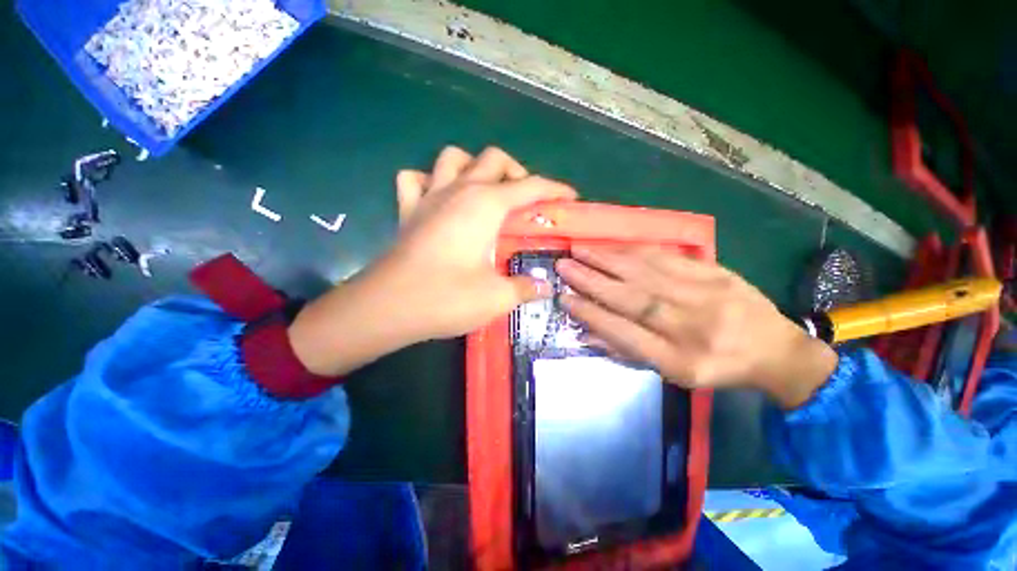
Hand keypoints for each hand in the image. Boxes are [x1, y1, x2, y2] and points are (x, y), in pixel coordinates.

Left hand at [289, 146, 576, 375]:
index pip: (531, 186)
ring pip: (454, 158)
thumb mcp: (497, 298)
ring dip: (475, 168)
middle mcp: (459, 190)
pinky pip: (416, 179)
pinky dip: (430, 181)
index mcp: (485, 205)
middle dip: (518, 173)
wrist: (388, 307)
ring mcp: (429, 196)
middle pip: (494, 159)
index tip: (571, 198)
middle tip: (526, 202)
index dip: (555, 189)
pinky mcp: (408, 210)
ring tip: (485, 193)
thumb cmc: (446, 298)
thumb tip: (543, 286)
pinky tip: (440, 199)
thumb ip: (525, 288)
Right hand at [556, 245, 837, 408]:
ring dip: (607, 260)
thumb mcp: (672, 374)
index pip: (624, 333)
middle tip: (563, 266)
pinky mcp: (716, 273)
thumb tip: (587, 333)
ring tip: (580, 250)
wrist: (775, 350)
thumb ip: (628, 352)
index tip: (565, 298)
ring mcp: (707, 295)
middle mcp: (692, 327)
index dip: (590, 314)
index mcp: (680, 361)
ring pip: (646, 273)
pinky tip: (613, 247)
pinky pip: (668, 258)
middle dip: (591, 281)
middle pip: (632, 299)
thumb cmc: (715, 367)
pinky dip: (634, 252)